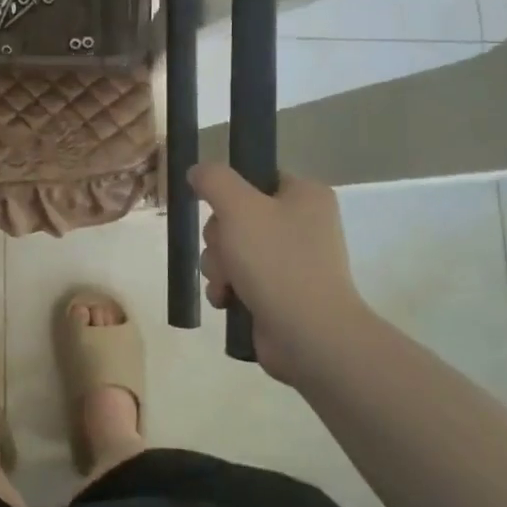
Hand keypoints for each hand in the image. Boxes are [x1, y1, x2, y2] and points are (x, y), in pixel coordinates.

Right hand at [187, 164, 374, 382]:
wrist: (308, 335)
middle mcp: (302, 225)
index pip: (256, 177)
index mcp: (305, 196)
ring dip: (218, 266)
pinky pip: (238, 279)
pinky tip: (227, 300)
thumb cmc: (276, 261)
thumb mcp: (238, 208)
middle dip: (219, 239)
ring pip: (231, 249)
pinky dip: (227, 288)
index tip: (216, 209)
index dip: (229, 193)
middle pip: (236, 216)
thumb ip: (214, 180)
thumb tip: (198, 171)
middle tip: (227, 252)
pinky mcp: (279, 293)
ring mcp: (292, 261)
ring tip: (227, 284)